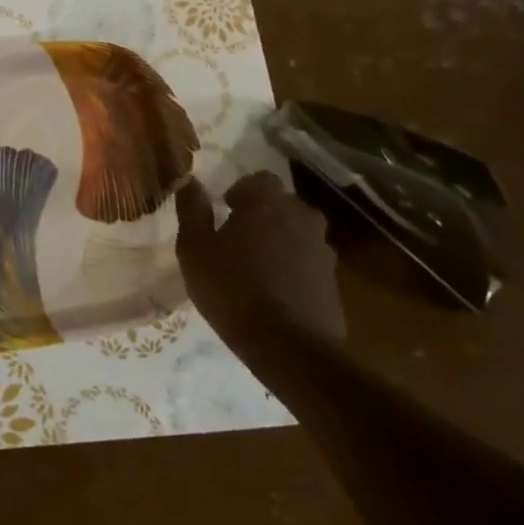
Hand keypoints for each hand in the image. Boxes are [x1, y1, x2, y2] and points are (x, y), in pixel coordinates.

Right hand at [175, 171, 345, 343]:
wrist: (288, 346)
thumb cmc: (231, 289)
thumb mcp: (194, 249)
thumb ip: (192, 211)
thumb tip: (190, 182)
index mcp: (266, 203)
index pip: (260, 179)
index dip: (241, 191)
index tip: (225, 210)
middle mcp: (301, 217)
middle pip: (281, 204)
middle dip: (261, 214)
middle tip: (236, 238)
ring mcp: (323, 249)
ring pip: (297, 232)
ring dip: (279, 240)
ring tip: (255, 266)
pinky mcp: (333, 279)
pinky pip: (308, 260)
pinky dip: (292, 266)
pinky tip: (274, 289)